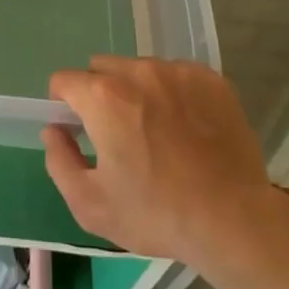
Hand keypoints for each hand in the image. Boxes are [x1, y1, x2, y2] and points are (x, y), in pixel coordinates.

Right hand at [41, 56, 275, 263]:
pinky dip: (173, 94)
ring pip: (140, 70)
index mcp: (103, 96)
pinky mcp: (211, 80)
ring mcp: (178, 72)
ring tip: (158, 133)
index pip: (64, 80)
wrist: (234, 220)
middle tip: (117, 134)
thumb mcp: (90, 204)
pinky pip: (176, 76)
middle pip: (101, 68)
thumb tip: (54, 130)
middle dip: (99, 94)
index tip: (78, 130)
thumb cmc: (156, 214)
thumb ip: (59, 160)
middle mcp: (138, 72)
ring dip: (137, 92)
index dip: (63, 105)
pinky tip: (187, 129)